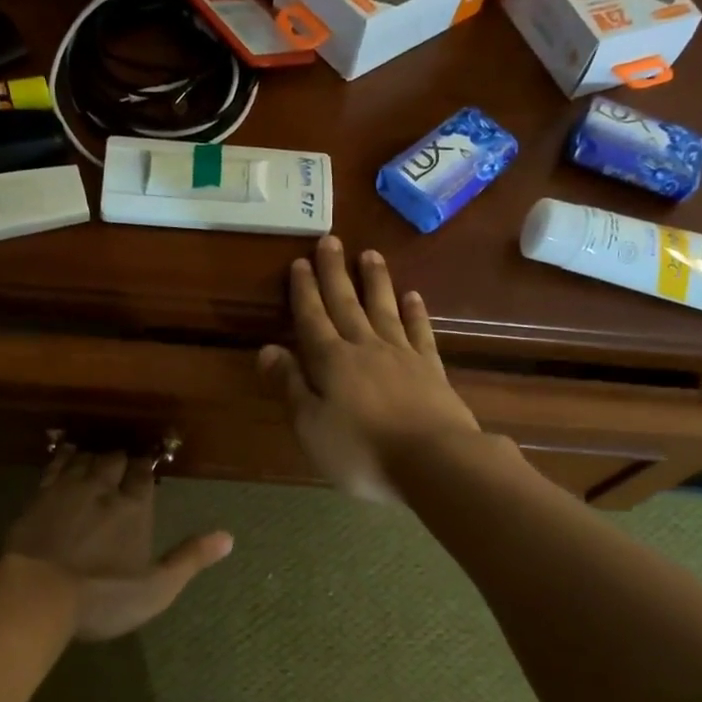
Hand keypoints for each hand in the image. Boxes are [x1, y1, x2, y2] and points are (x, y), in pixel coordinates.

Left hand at [4, 446, 233, 640]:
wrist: (37, 594)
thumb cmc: (103, 596)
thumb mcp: (156, 588)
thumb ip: (190, 559)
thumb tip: (228, 537)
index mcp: (134, 508)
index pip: (143, 475)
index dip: (146, 467)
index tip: (148, 462)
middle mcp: (103, 489)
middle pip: (114, 460)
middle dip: (121, 457)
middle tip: (123, 458)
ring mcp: (67, 490)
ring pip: (84, 458)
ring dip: (93, 454)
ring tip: (97, 453)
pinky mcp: (38, 498)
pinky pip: (55, 466)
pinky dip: (64, 456)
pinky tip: (65, 453)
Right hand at [259, 236, 481, 502]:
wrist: (434, 461)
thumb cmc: (362, 451)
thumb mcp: (311, 427)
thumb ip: (290, 386)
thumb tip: (267, 348)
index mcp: (331, 361)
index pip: (312, 318)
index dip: (304, 291)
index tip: (299, 262)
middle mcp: (365, 347)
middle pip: (346, 304)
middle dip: (334, 273)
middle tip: (329, 240)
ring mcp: (402, 355)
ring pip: (383, 309)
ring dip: (375, 281)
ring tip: (369, 254)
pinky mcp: (431, 368)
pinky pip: (419, 331)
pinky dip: (414, 312)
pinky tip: (412, 296)